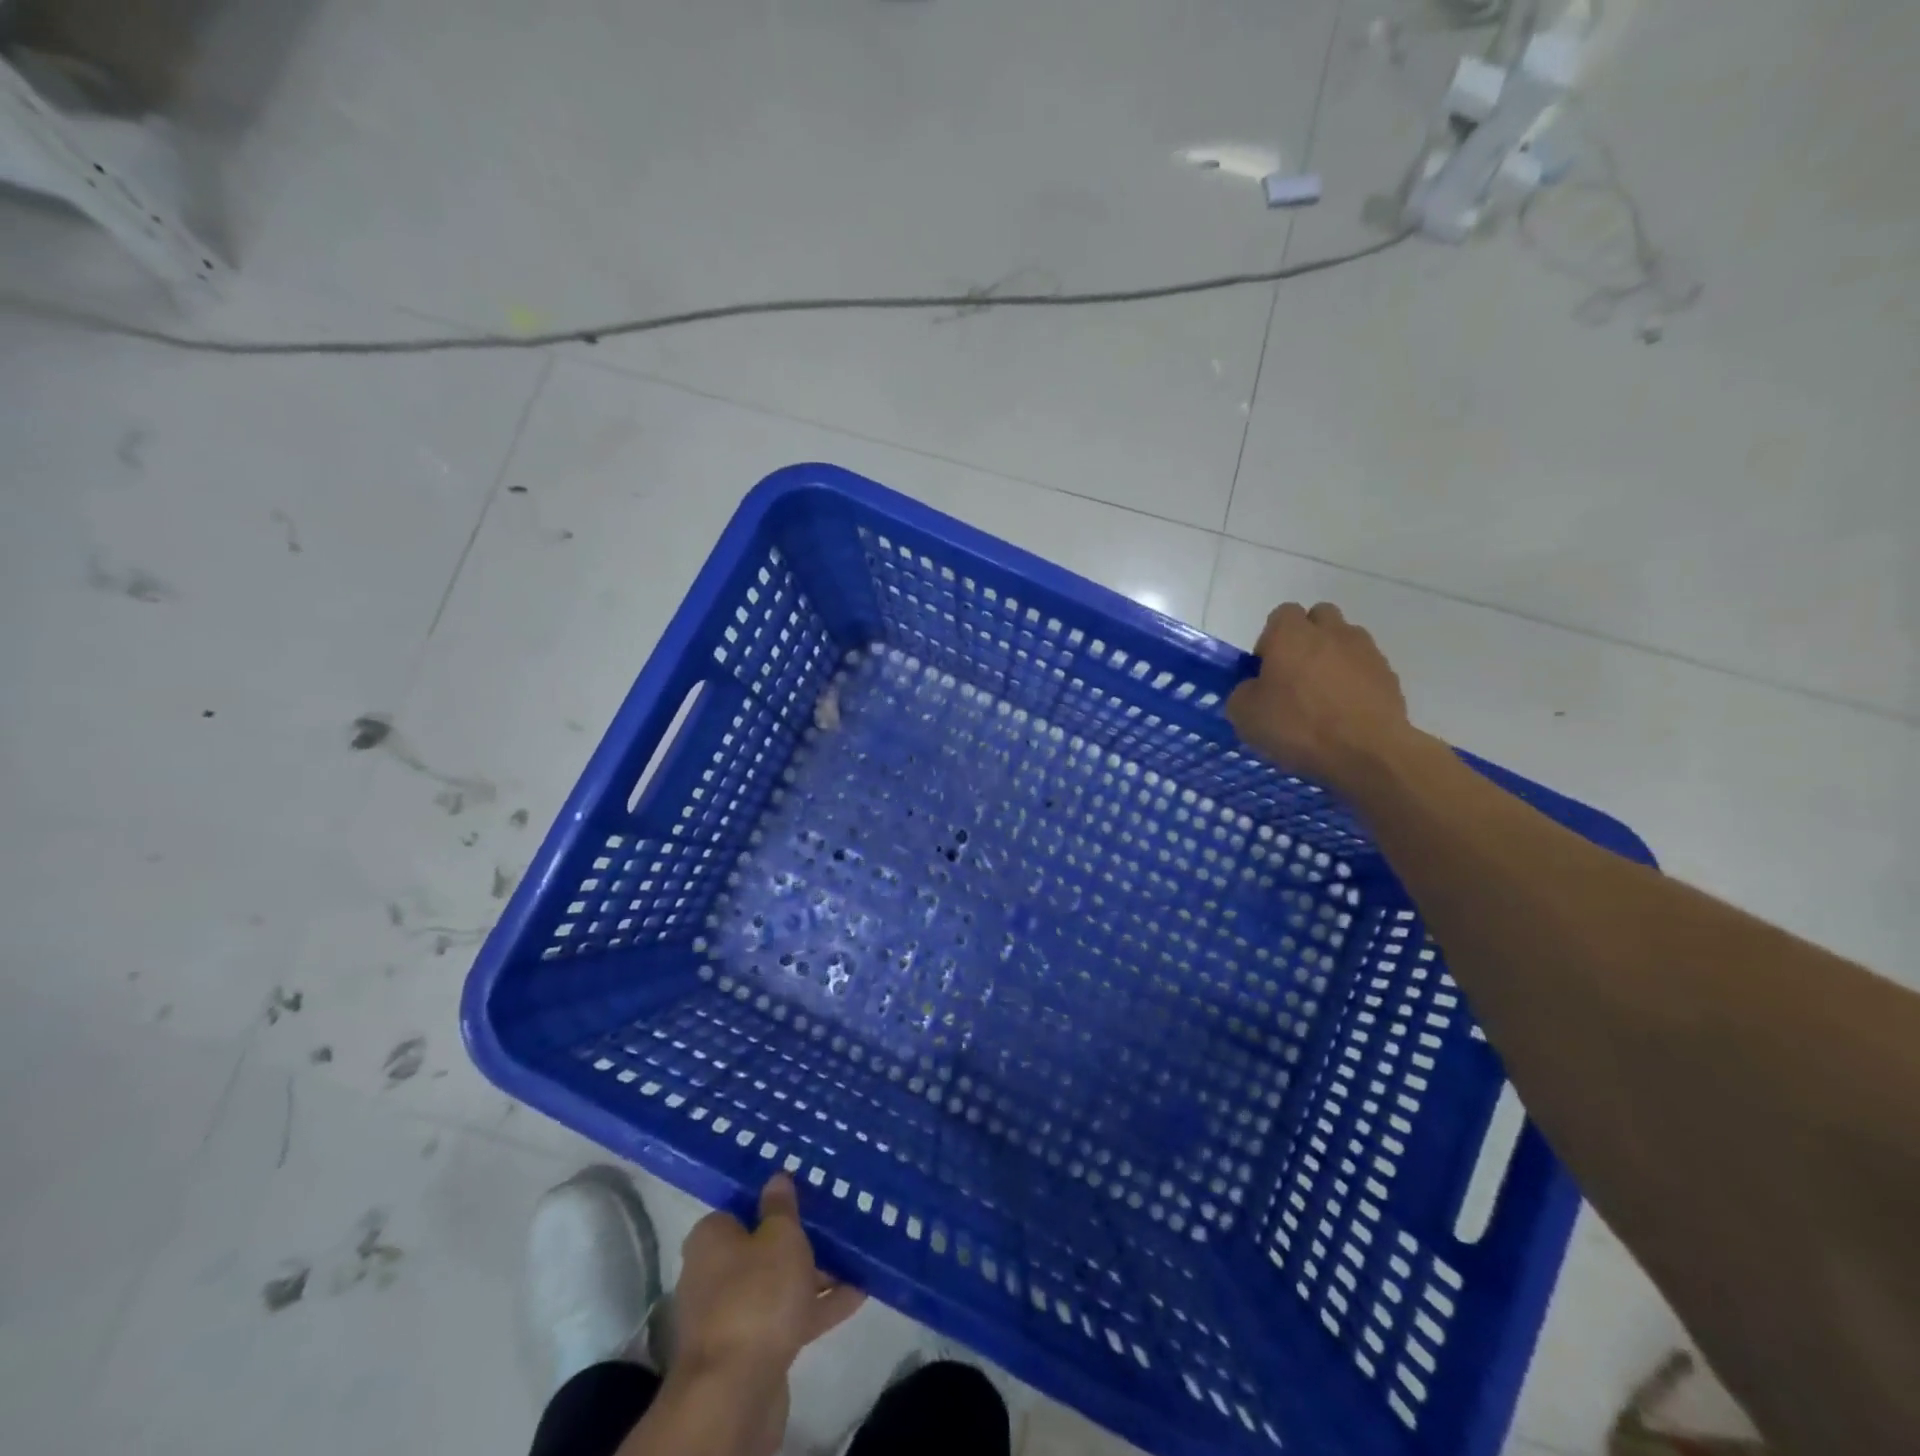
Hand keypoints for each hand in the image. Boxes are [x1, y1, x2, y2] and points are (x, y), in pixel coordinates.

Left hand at [675, 1174, 865, 1382]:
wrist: (735, 1391)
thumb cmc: (756, 1294)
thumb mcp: (780, 1237)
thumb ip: (782, 1207)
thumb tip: (776, 1178)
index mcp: (711, 1239)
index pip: (741, 1208)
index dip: (772, 1201)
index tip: (805, 1194)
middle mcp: (713, 1274)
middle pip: (761, 1248)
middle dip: (798, 1241)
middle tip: (836, 1224)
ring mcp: (731, 1315)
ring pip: (778, 1285)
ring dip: (813, 1274)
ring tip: (855, 1257)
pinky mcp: (750, 1350)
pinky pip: (787, 1317)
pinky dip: (817, 1306)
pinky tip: (857, 1295)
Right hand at [1225, 602, 1416, 796]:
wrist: (1367, 753)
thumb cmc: (1298, 727)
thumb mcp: (1245, 715)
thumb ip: (1243, 692)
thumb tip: (1254, 688)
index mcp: (1291, 634)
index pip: (1281, 614)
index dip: (1270, 639)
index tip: (1266, 670)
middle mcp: (1330, 632)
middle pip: (1318, 618)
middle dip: (1306, 638)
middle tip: (1295, 675)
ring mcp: (1365, 651)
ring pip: (1345, 640)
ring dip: (1333, 658)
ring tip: (1324, 695)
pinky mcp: (1389, 675)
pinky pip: (1365, 667)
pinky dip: (1355, 681)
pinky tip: (1346, 712)